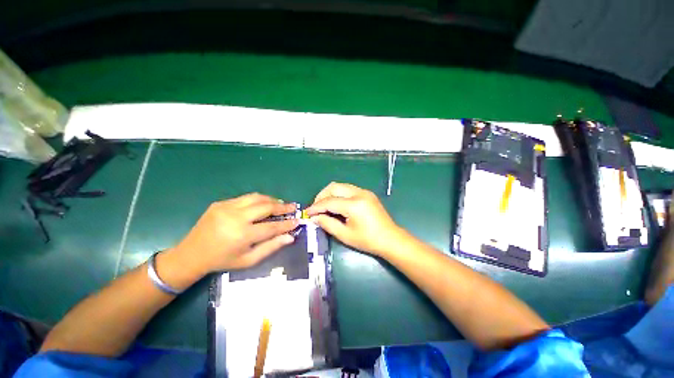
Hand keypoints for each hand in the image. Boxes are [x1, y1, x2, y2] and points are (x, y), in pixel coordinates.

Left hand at [172, 193, 298, 273]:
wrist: (191, 254)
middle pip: (266, 207)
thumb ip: (271, 247)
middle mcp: (235, 218)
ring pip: (256, 198)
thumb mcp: (249, 260)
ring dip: (271, 200)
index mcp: (242, 235)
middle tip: (292, 207)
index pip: (272, 226)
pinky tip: (262, 205)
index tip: (297, 220)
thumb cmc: (222, 260)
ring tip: (280, 204)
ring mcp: (226, 207)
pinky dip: (258, 200)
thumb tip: (290, 236)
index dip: (287, 224)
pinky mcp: (221, 203)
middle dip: (282, 207)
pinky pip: (245, 198)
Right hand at [306, 182, 404, 255]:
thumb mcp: (345, 235)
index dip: (316, 207)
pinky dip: (339, 194)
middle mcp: (359, 193)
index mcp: (354, 205)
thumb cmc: (368, 240)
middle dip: (321, 196)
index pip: (329, 201)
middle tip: (316, 208)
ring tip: (324, 206)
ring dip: (330, 194)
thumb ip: (327, 224)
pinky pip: (348, 189)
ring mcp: (364, 192)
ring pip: (341, 186)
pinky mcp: (367, 193)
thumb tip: (315, 217)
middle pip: (334, 187)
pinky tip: (336, 204)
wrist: (390, 238)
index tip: (307, 213)